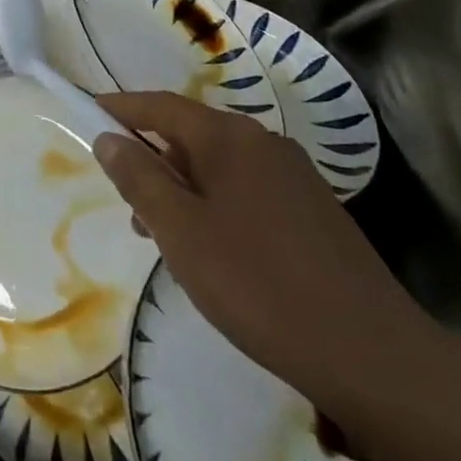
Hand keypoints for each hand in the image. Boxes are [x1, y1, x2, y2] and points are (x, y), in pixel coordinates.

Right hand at [94, 91, 432, 407]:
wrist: (374, 356)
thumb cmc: (259, 284)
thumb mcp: (181, 232)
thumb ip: (140, 178)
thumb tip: (109, 137)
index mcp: (229, 136)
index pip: (160, 105)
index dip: (119, 107)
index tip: (85, 111)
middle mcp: (263, 141)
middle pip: (190, 134)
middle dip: (152, 160)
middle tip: (126, 200)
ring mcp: (294, 175)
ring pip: (219, 166)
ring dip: (183, 189)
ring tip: (164, 237)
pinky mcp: (315, 210)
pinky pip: (247, 189)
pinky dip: (216, 204)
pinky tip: (215, 251)